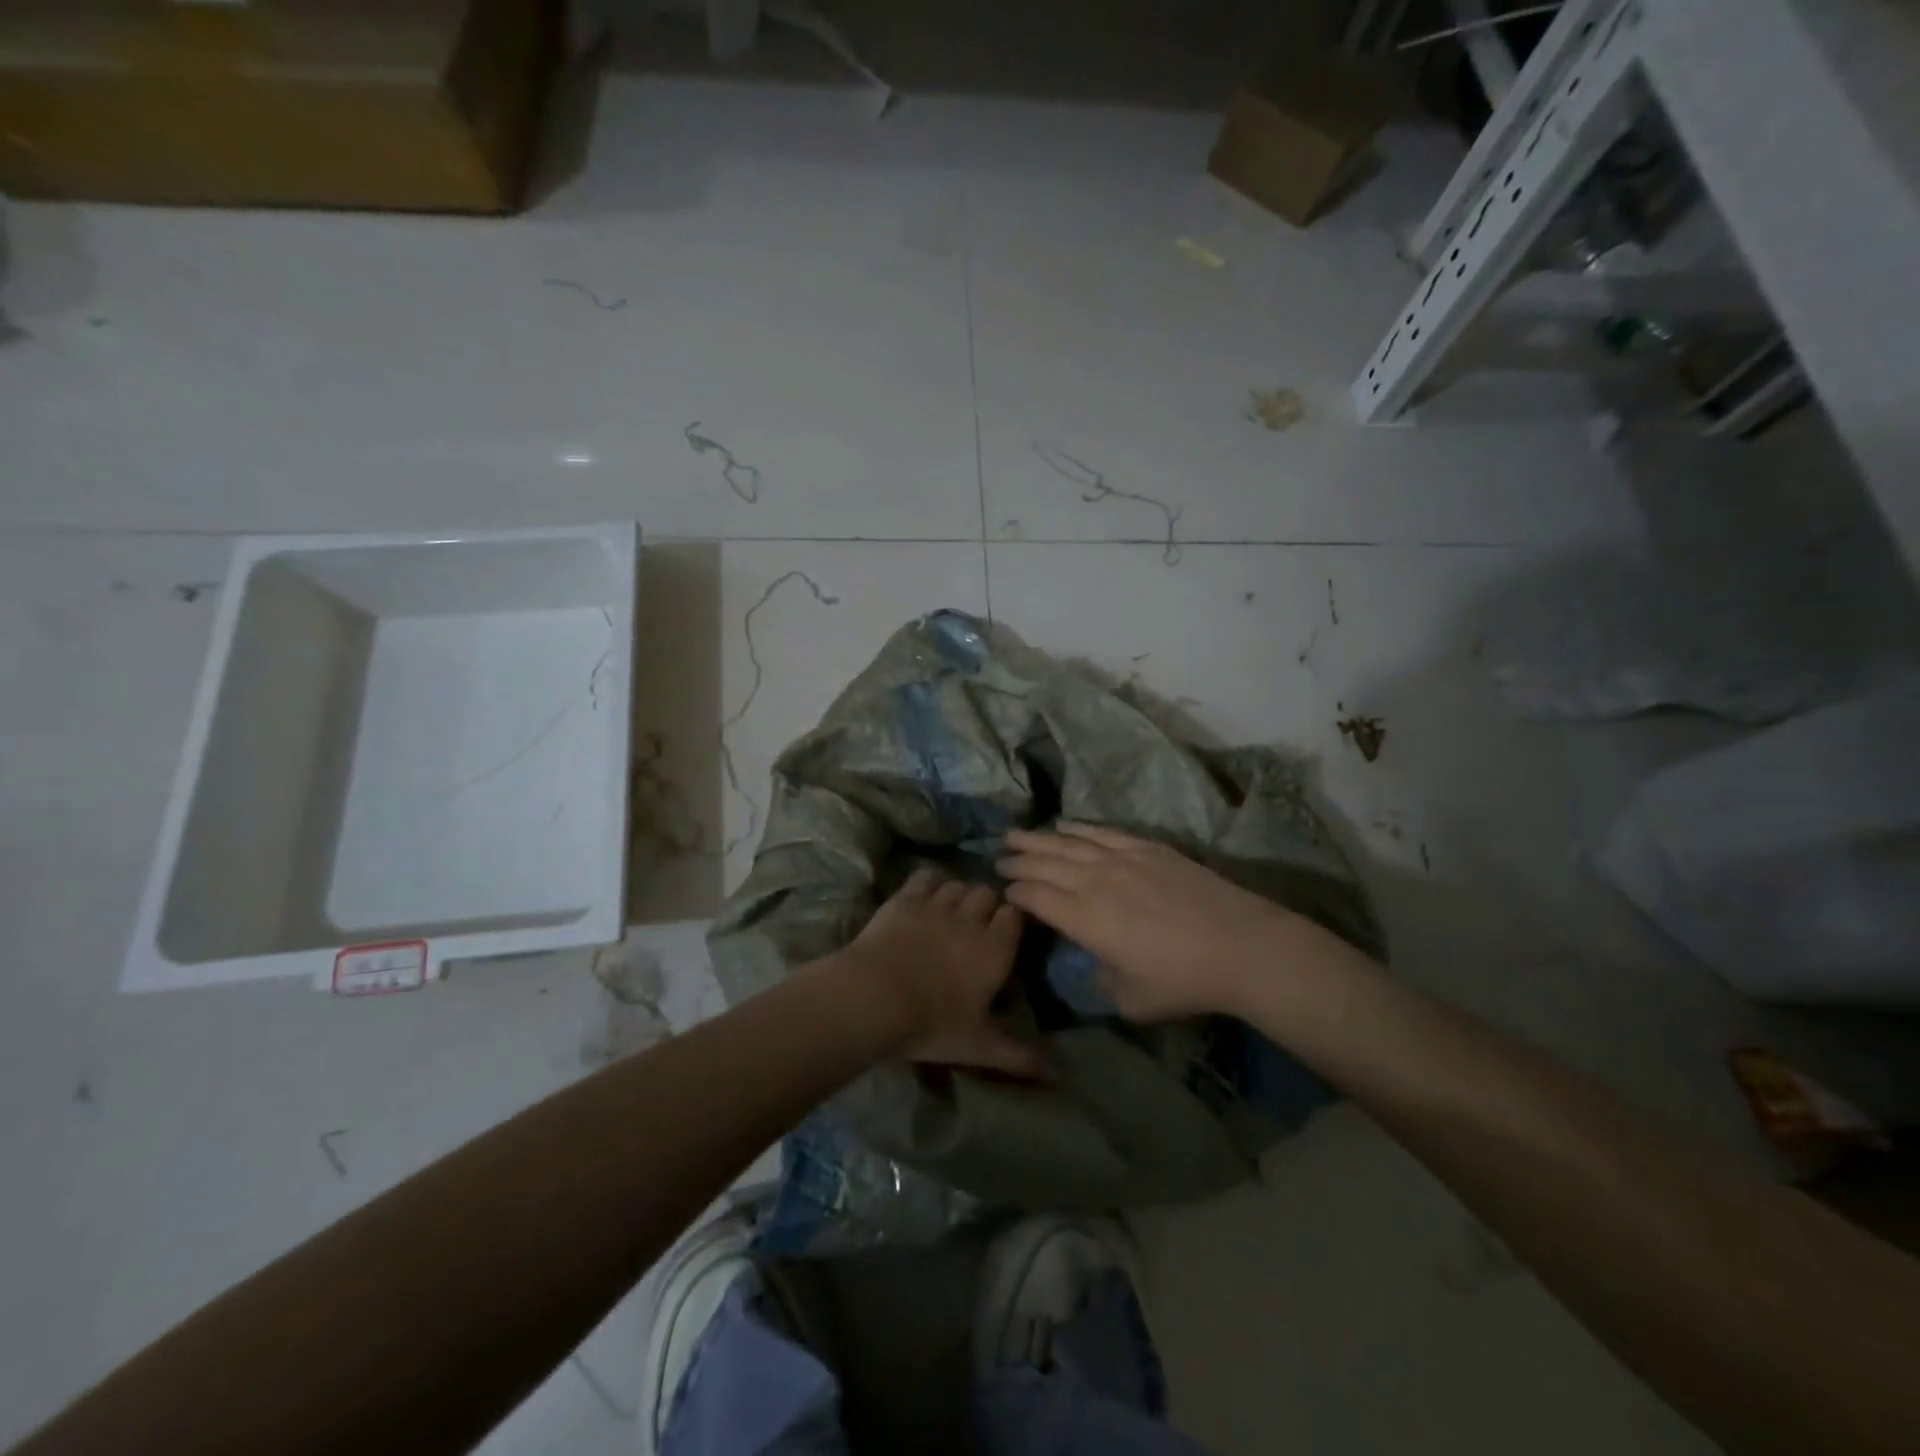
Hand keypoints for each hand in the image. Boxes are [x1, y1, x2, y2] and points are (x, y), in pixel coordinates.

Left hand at [838, 868, 1045, 1078]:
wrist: (874, 997)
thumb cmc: (932, 1024)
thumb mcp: (979, 1046)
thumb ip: (1019, 1056)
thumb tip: (1058, 1075)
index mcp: (996, 949)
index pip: (1015, 916)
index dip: (1010, 921)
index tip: (1004, 935)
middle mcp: (971, 919)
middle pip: (987, 893)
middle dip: (985, 904)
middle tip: (975, 926)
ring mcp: (937, 904)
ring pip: (957, 884)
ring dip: (958, 895)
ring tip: (949, 913)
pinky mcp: (905, 898)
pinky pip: (926, 876)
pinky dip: (929, 882)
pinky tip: (924, 896)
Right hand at [999, 823, 1294, 1020]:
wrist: (1241, 945)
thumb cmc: (1183, 981)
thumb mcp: (1131, 1000)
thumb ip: (1101, 982)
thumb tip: (1093, 964)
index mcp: (1084, 919)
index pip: (1037, 897)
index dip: (1017, 891)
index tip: (1005, 889)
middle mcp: (1095, 882)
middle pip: (1046, 864)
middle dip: (1019, 859)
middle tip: (999, 856)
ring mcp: (1122, 860)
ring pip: (1069, 843)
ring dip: (1039, 838)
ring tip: (1017, 833)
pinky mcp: (1148, 848)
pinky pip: (1104, 832)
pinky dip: (1080, 827)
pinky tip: (1065, 823)